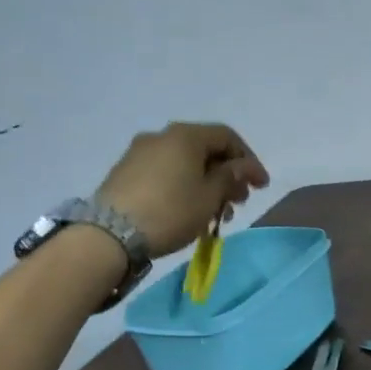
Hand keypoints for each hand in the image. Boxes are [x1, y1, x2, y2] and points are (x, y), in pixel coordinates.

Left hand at [96, 122, 269, 257]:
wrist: (109, 234)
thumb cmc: (170, 211)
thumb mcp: (210, 196)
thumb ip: (231, 177)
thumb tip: (243, 167)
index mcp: (186, 135)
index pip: (227, 137)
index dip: (249, 160)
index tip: (261, 186)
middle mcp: (161, 136)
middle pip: (205, 149)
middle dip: (227, 174)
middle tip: (239, 201)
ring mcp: (139, 153)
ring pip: (185, 162)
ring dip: (206, 183)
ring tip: (216, 212)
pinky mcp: (125, 172)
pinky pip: (166, 172)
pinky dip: (184, 186)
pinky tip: (190, 209)